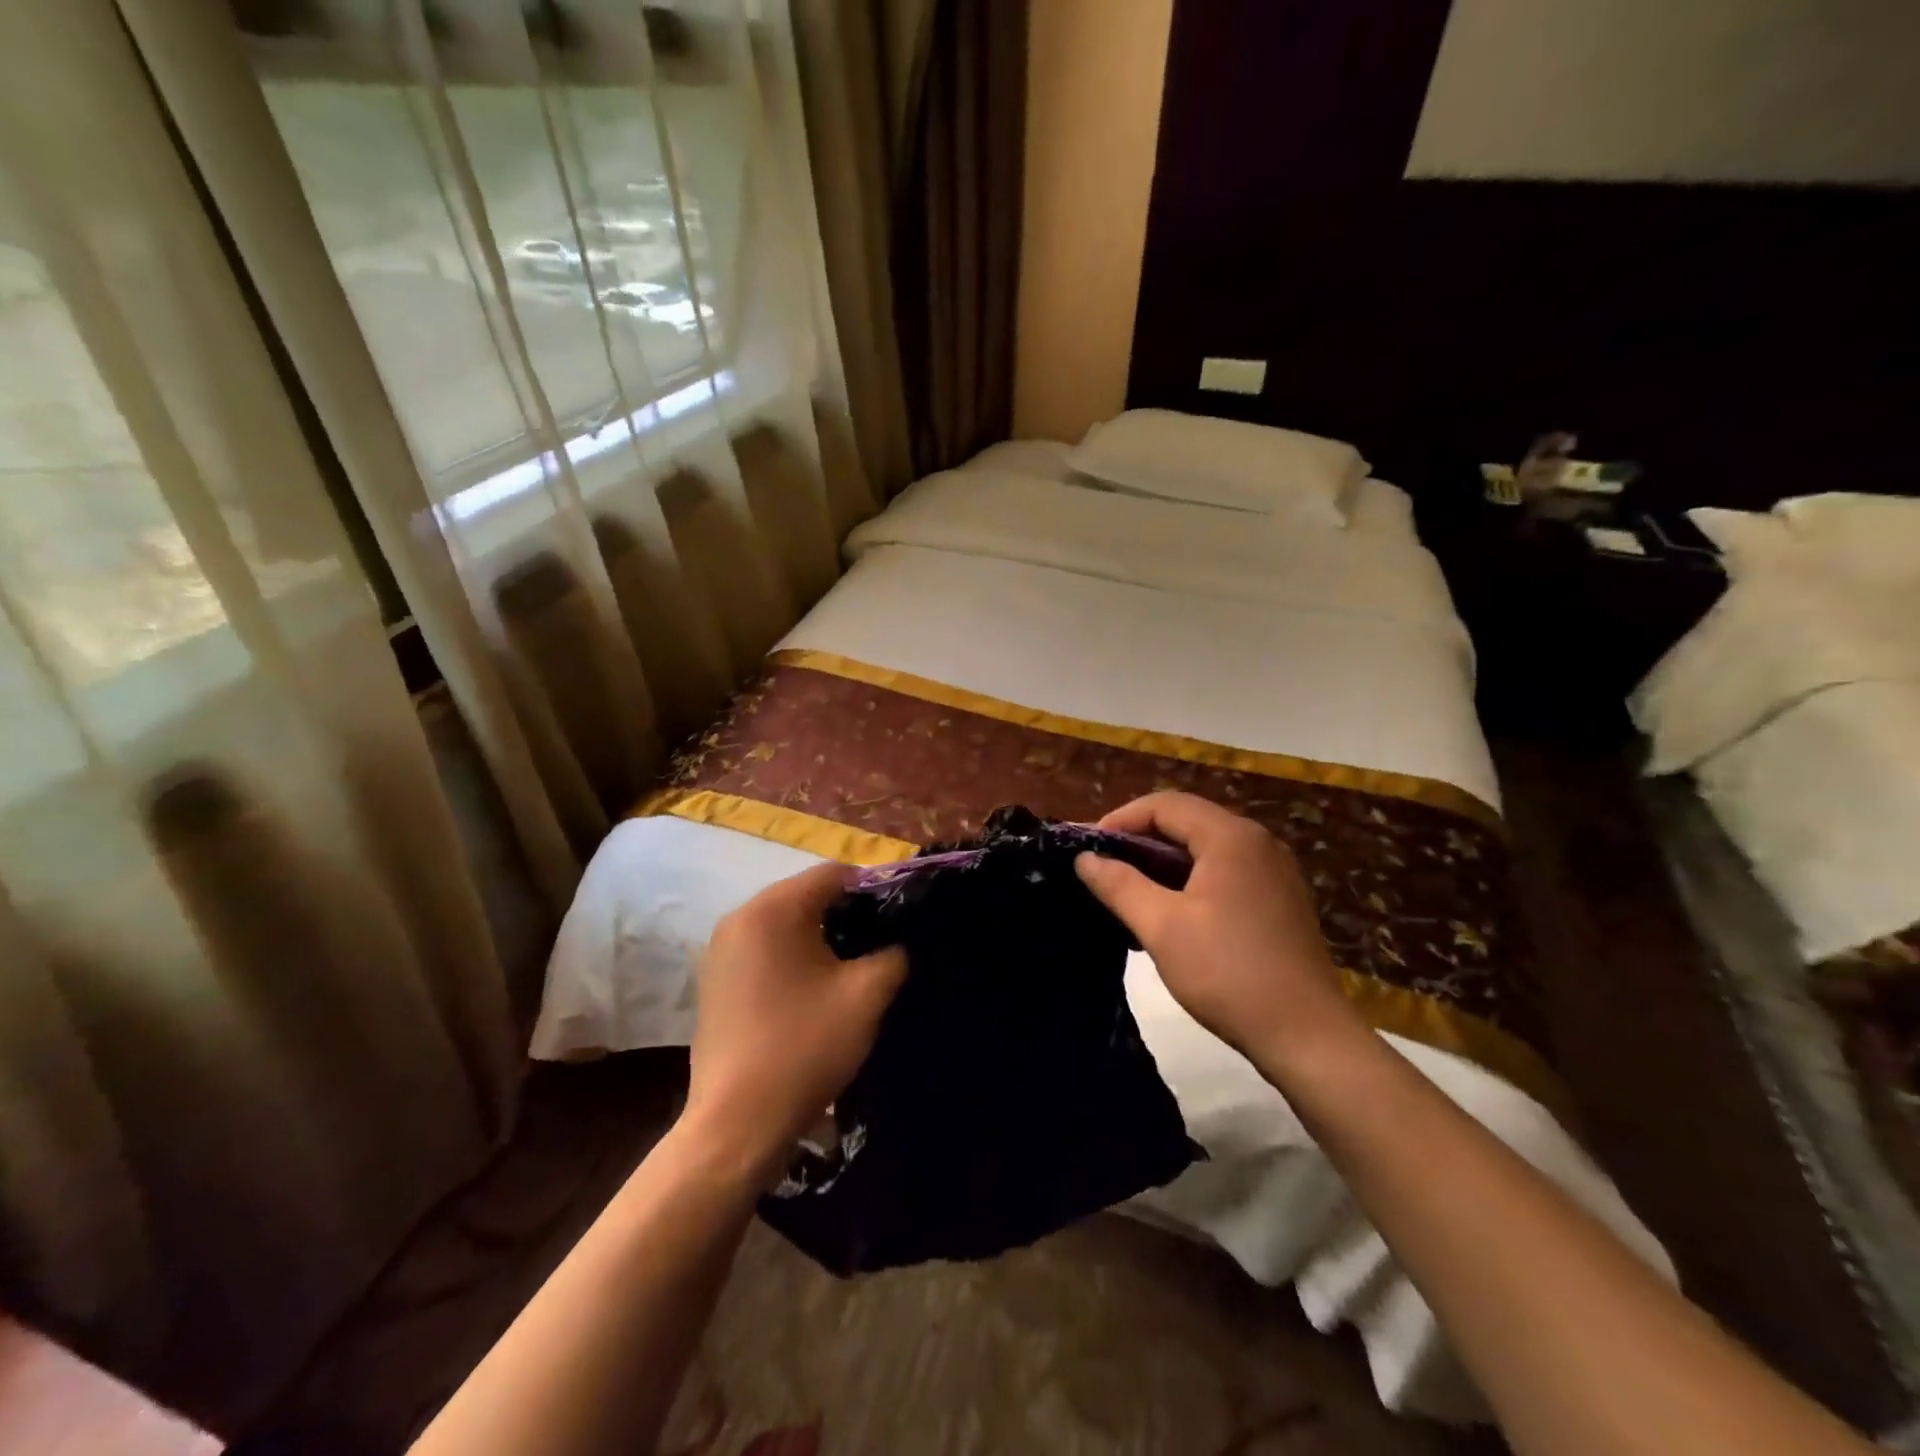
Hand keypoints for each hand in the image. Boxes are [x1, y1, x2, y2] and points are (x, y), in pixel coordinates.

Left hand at [682, 864, 906, 1178]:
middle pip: (805, 895)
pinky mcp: (715, 980)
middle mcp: (739, 917)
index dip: (873, 888)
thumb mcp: (866, 996)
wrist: (736, 1123)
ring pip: (784, 924)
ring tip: (852, 966)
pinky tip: (814, 988)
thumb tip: (897, 943)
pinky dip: (792, 956)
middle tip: (880, 941)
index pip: (832, 874)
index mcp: (772, 909)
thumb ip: (892, 954)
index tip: (899, 915)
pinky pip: (764, 949)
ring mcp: (720, 949)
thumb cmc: (804, 1047)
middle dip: (846, 912)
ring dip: (819, 936)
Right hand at [1075, 792, 1363, 1072]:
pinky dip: (1189, 880)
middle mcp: (1257, 842)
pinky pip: (1224, 872)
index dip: (1120, 819)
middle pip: (1187, 821)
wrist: (1307, 1037)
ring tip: (1127, 890)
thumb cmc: (1228, 973)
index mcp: (1231, 837)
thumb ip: (1119, 884)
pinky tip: (1167, 911)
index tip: (1088, 849)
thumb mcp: (1161, 927)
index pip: (1165, 805)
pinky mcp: (1278, 900)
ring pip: (1204, 849)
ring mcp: (1273, 872)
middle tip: (1102, 867)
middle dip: (1139, 840)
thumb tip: (1084, 858)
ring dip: (1162, 862)